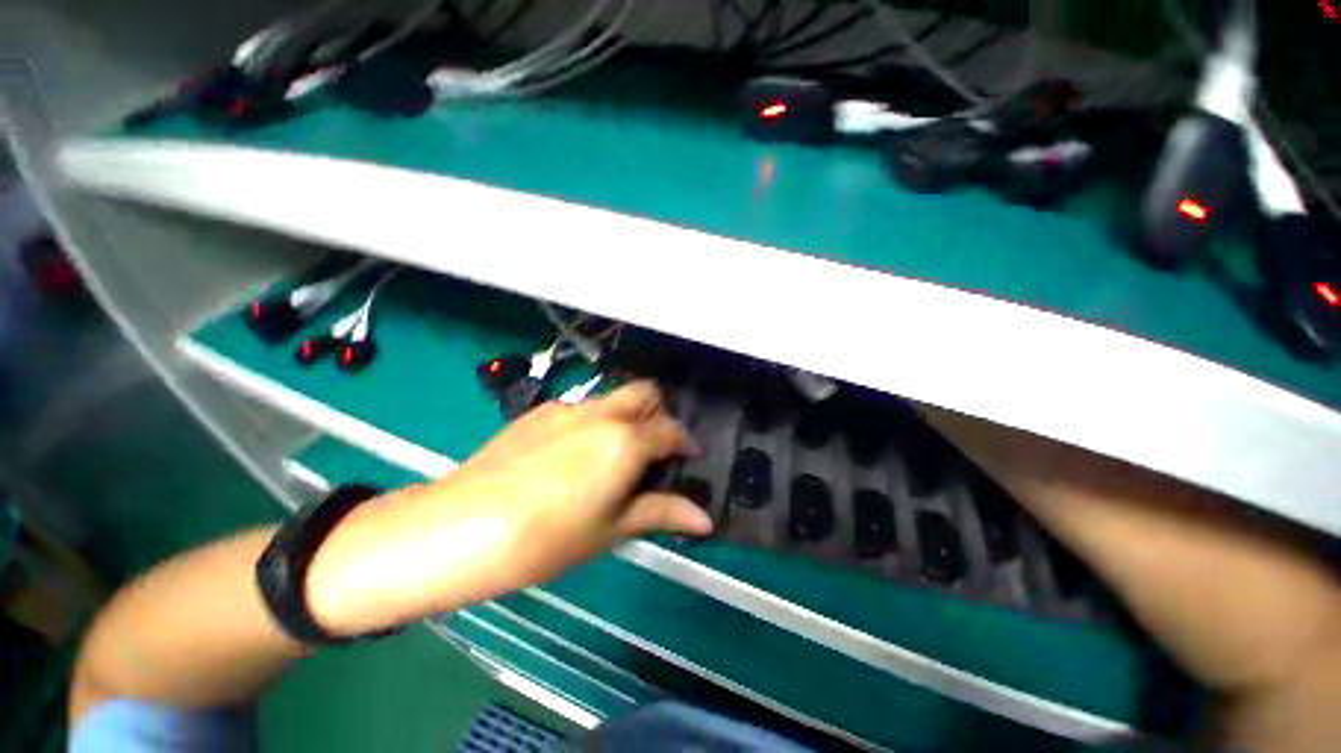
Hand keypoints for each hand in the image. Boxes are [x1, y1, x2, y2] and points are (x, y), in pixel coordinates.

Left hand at [306, 381, 711, 635]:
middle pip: (645, 392)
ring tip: (614, 454)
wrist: (461, 527)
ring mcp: (567, 408)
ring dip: (626, 416)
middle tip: (655, 447)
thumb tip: (704, 520)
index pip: (670, 430)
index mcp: (625, 440)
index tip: (690, 457)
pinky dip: (594, 421)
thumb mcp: (611, 529)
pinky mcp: (538, 412)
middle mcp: (601, 413)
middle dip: (659, 413)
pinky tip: (573, 455)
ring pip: (612, 398)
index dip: (686, 442)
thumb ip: (660, 513)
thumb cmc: (548, 538)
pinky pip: (580, 408)